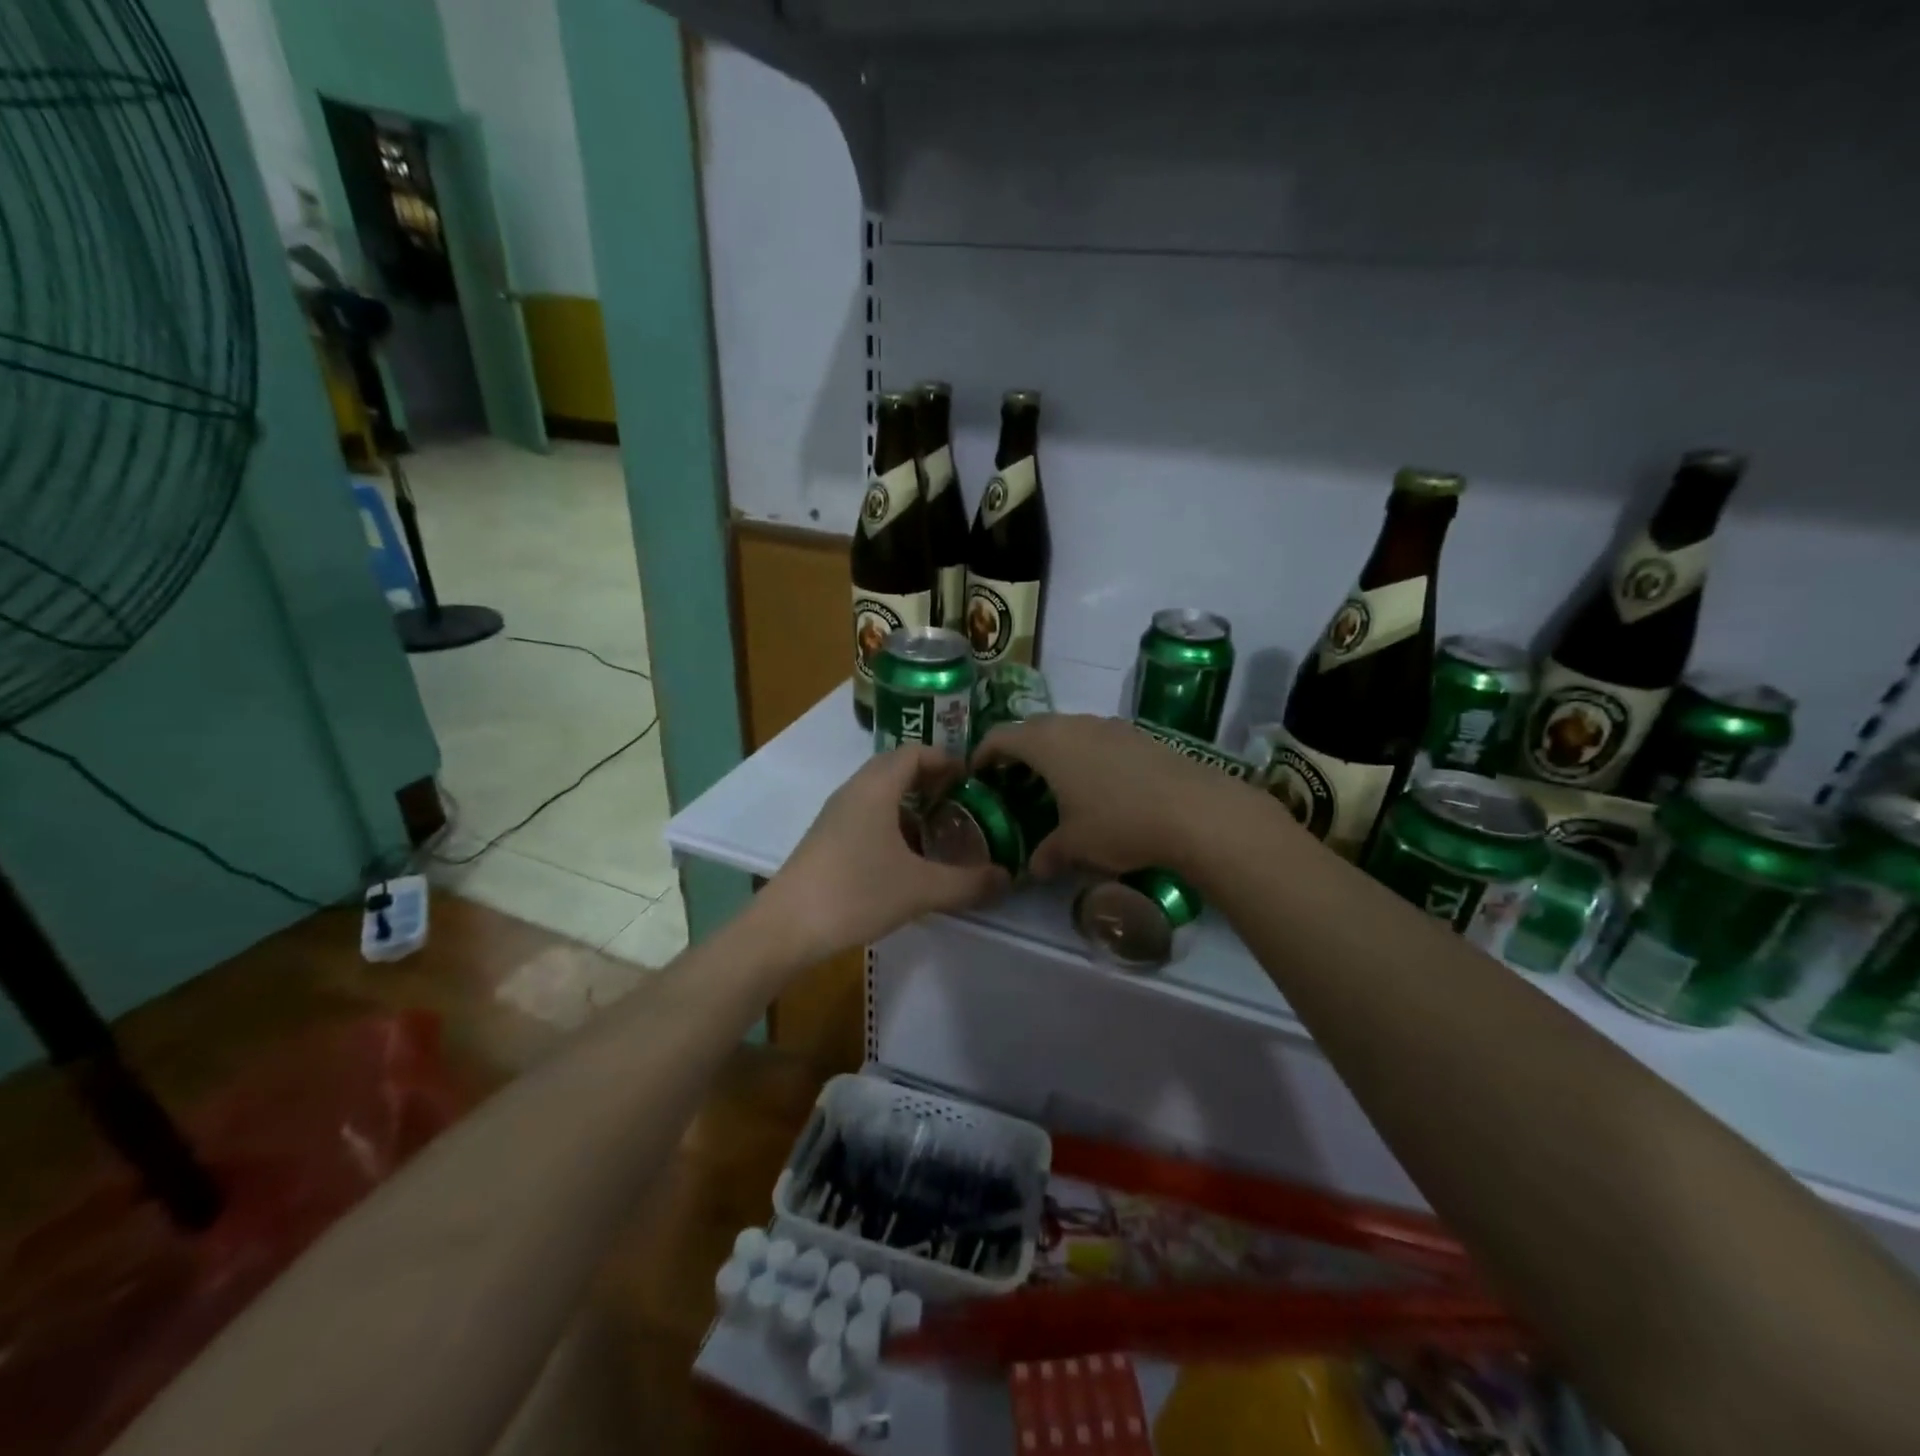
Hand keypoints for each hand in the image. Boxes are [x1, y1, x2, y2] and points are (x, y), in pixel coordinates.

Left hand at [754, 746, 1010, 964]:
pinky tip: (907, 858)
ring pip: (880, 794)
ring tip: (940, 831)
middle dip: (931, 781)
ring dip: (911, 805)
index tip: (973, 778)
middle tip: (962, 802)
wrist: (787, 927)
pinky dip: (892, 824)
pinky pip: (866, 816)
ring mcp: (836, 815)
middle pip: (896, 769)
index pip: (915, 752)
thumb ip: (968, 882)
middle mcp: (854, 791)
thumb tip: (1008, 878)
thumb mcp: (921, 889)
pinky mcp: (827, 839)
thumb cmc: (856, 893)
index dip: (946, 759)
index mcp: (876, 787)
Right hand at [974, 714, 1253, 878]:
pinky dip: (1085, 757)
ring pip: (1068, 732)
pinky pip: (1097, 740)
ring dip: (1054, 753)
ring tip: (1054, 786)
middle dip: (1018, 752)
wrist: (1195, 810)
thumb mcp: (1076, 845)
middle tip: (1012, 782)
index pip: (1001, 736)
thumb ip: (1048, 853)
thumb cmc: (1119, 822)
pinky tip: (1097, 788)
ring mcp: (1110, 726)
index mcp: (1047, 742)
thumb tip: (1035, 867)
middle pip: (1033, 729)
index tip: (976, 774)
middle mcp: (1074, 724)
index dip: (983, 753)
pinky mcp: (1139, 735)